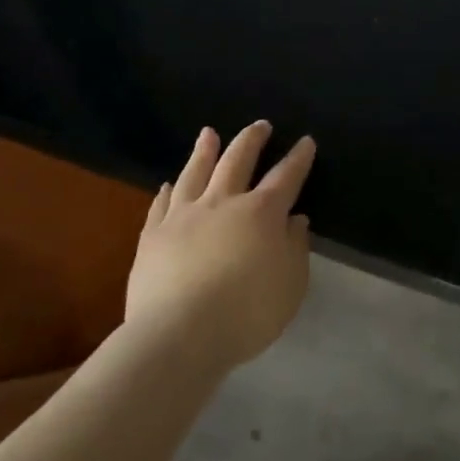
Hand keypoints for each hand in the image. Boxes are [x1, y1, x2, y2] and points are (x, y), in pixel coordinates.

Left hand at [125, 122, 315, 371]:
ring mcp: (184, 216)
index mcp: (261, 213)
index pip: (285, 176)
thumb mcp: (290, 285)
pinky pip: (161, 204)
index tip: (305, 141)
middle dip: (251, 140)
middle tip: (259, 124)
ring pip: (195, 172)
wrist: (178, 335)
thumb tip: (295, 220)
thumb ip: (295, 248)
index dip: (298, 158)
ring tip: (208, 133)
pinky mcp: (153, 236)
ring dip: (204, 151)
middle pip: (238, 161)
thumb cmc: (246, 313)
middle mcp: (223, 202)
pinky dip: (167, 191)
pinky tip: (167, 183)